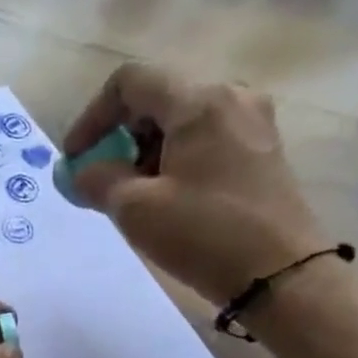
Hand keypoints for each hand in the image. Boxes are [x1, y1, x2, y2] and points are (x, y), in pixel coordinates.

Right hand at [63, 63, 330, 303]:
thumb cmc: (204, 235)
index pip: (130, 82)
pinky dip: (175, 159)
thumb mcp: (135, 209)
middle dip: (120, 136)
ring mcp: (253, 123)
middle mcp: (231, 97)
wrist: (281, 276)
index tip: (76, 159)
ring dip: (146, 151)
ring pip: (182, 120)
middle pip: (158, 98)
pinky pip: (206, 139)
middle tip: (103, 180)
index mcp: (199, 101)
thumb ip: (98, 180)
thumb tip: (83, 171)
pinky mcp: (263, 151)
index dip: (92, 116)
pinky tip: (167, 198)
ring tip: (134, 195)